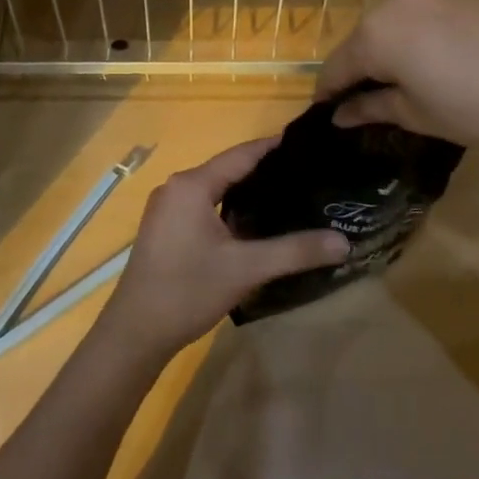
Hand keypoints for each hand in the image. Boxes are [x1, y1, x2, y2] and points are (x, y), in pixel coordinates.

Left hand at [95, 139, 349, 361]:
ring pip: (217, 189)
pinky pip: (205, 206)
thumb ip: (296, 251)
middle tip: (310, 175)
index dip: (276, 147)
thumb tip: (344, 242)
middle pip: (230, 169)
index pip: (243, 154)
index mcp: (192, 185)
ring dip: (249, 192)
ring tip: (291, 196)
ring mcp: (168, 208)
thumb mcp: (246, 269)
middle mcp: (177, 187)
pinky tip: (257, 224)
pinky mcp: (166, 228)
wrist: (134, 333)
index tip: (311, 145)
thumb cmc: (188, 291)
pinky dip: (231, 208)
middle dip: (268, 171)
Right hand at [315, 0, 478, 150]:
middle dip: (362, 65)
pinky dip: (420, 24)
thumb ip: (371, 107)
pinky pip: (424, 4)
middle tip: (370, 96)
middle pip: (364, 36)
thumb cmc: (478, 108)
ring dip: (391, 42)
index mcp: (377, 34)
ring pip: (394, 16)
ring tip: (408, 71)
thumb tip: (340, 114)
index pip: (338, 65)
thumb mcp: (417, 115)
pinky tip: (439, 48)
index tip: (325, 110)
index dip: (329, 91)